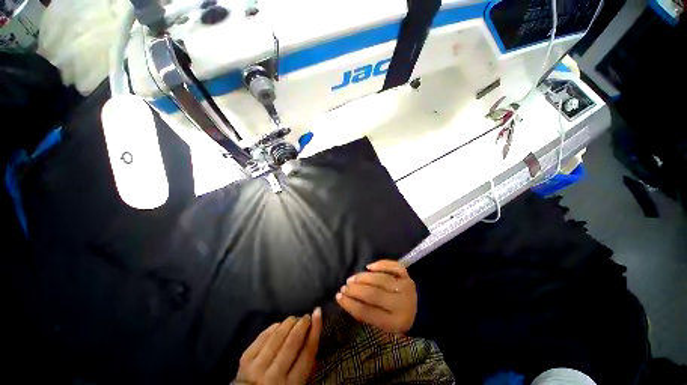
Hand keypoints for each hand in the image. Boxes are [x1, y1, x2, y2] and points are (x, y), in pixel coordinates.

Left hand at [234, 308, 321, 384]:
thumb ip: (307, 367)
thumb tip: (314, 336)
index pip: (307, 353)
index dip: (315, 330)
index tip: (318, 313)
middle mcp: (274, 376)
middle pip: (292, 342)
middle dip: (302, 324)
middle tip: (306, 317)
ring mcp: (257, 367)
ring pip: (277, 336)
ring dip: (288, 323)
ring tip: (294, 319)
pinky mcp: (245, 359)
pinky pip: (262, 337)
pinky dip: (273, 328)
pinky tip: (279, 325)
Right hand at [336, 259, 416, 333]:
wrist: (430, 310)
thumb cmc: (406, 322)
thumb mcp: (390, 328)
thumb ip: (373, 316)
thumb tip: (352, 301)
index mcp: (396, 322)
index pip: (368, 312)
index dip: (350, 304)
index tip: (338, 297)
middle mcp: (400, 303)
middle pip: (372, 294)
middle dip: (354, 290)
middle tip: (344, 287)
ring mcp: (405, 286)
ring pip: (379, 279)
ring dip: (362, 278)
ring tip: (351, 279)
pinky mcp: (408, 275)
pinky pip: (392, 266)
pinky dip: (380, 264)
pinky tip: (369, 267)